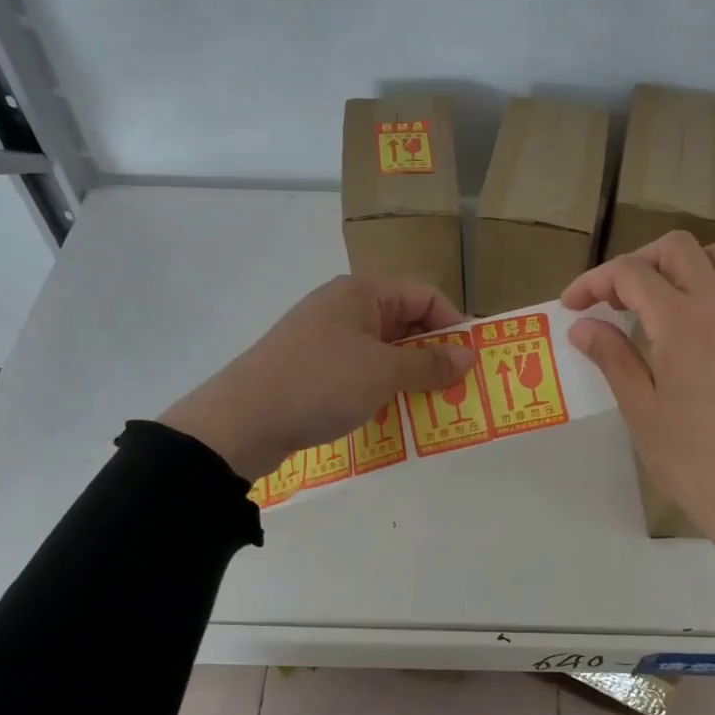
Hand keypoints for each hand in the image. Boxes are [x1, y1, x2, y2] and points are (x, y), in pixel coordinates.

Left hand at [161, 276, 475, 480]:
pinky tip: (394, 413)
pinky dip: (382, 388)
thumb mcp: (383, 372)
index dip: (453, 325)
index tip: (472, 361)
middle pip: (405, 322)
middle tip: (458, 389)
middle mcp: (344, 308)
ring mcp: (326, 339)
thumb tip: (469, 355)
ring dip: (410, 375)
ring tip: (433, 406)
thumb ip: (430, 364)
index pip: (424, 296)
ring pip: (383, 350)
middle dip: (434, 354)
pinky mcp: (313, 369)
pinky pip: (361, 371)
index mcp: (362, 293)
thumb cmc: (321, 383)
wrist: (242, 421)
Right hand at [563, 233, 714, 577]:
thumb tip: (583, 325)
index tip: (572, 306)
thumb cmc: (688, 456)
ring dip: (680, 264)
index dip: (594, 281)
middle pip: (676, 248)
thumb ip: (611, 356)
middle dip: (636, 262)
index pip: (631, 273)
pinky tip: (695, 317)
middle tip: (612, 300)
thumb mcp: (638, 407)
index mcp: (681, 322)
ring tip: (656, 298)